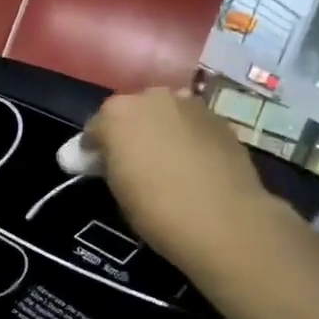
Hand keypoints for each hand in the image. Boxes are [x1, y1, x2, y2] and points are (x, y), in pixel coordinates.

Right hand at [84, 87, 276, 269]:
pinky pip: (192, 124)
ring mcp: (189, 104)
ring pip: (165, 113)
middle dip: (130, 132)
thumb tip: (105, 156)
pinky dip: (188, 137)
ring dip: (161, 130)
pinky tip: (194, 163)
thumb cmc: (157, 210)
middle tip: (134, 162)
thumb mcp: (118, 189)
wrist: (224, 221)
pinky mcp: (219, 118)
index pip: (96, 127)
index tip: (97, 167)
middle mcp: (152, 97)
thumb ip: (109, 162)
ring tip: (167, 161)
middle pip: (132, 112)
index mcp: (117, 114)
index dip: (95, 148)